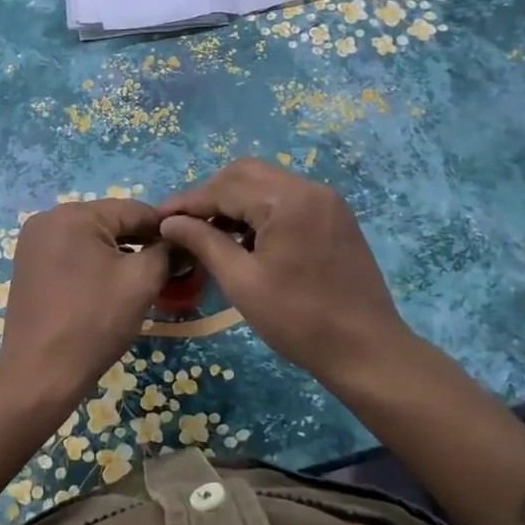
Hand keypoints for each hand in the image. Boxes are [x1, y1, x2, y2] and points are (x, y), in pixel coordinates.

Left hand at [0, 198, 169, 403]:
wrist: (40, 374)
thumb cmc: (94, 322)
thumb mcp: (141, 282)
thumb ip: (167, 252)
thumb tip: (183, 240)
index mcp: (73, 214)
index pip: (133, 209)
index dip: (165, 229)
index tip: (187, 251)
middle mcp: (48, 218)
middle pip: (111, 222)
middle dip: (141, 242)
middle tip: (168, 270)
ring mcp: (34, 242)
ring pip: (92, 239)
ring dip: (119, 255)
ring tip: (143, 281)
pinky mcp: (29, 265)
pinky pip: (73, 253)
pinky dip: (95, 265)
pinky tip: (111, 287)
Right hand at [157, 159, 408, 378]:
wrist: (367, 350)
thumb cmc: (298, 320)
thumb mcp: (242, 282)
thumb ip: (203, 242)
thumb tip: (169, 222)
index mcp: (287, 200)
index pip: (224, 188)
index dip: (187, 202)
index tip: (158, 218)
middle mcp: (309, 188)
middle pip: (245, 173)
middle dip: (210, 195)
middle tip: (183, 224)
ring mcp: (326, 200)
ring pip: (266, 183)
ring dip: (234, 201)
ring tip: (208, 232)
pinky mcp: (334, 216)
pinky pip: (287, 198)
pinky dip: (259, 209)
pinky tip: (243, 237)